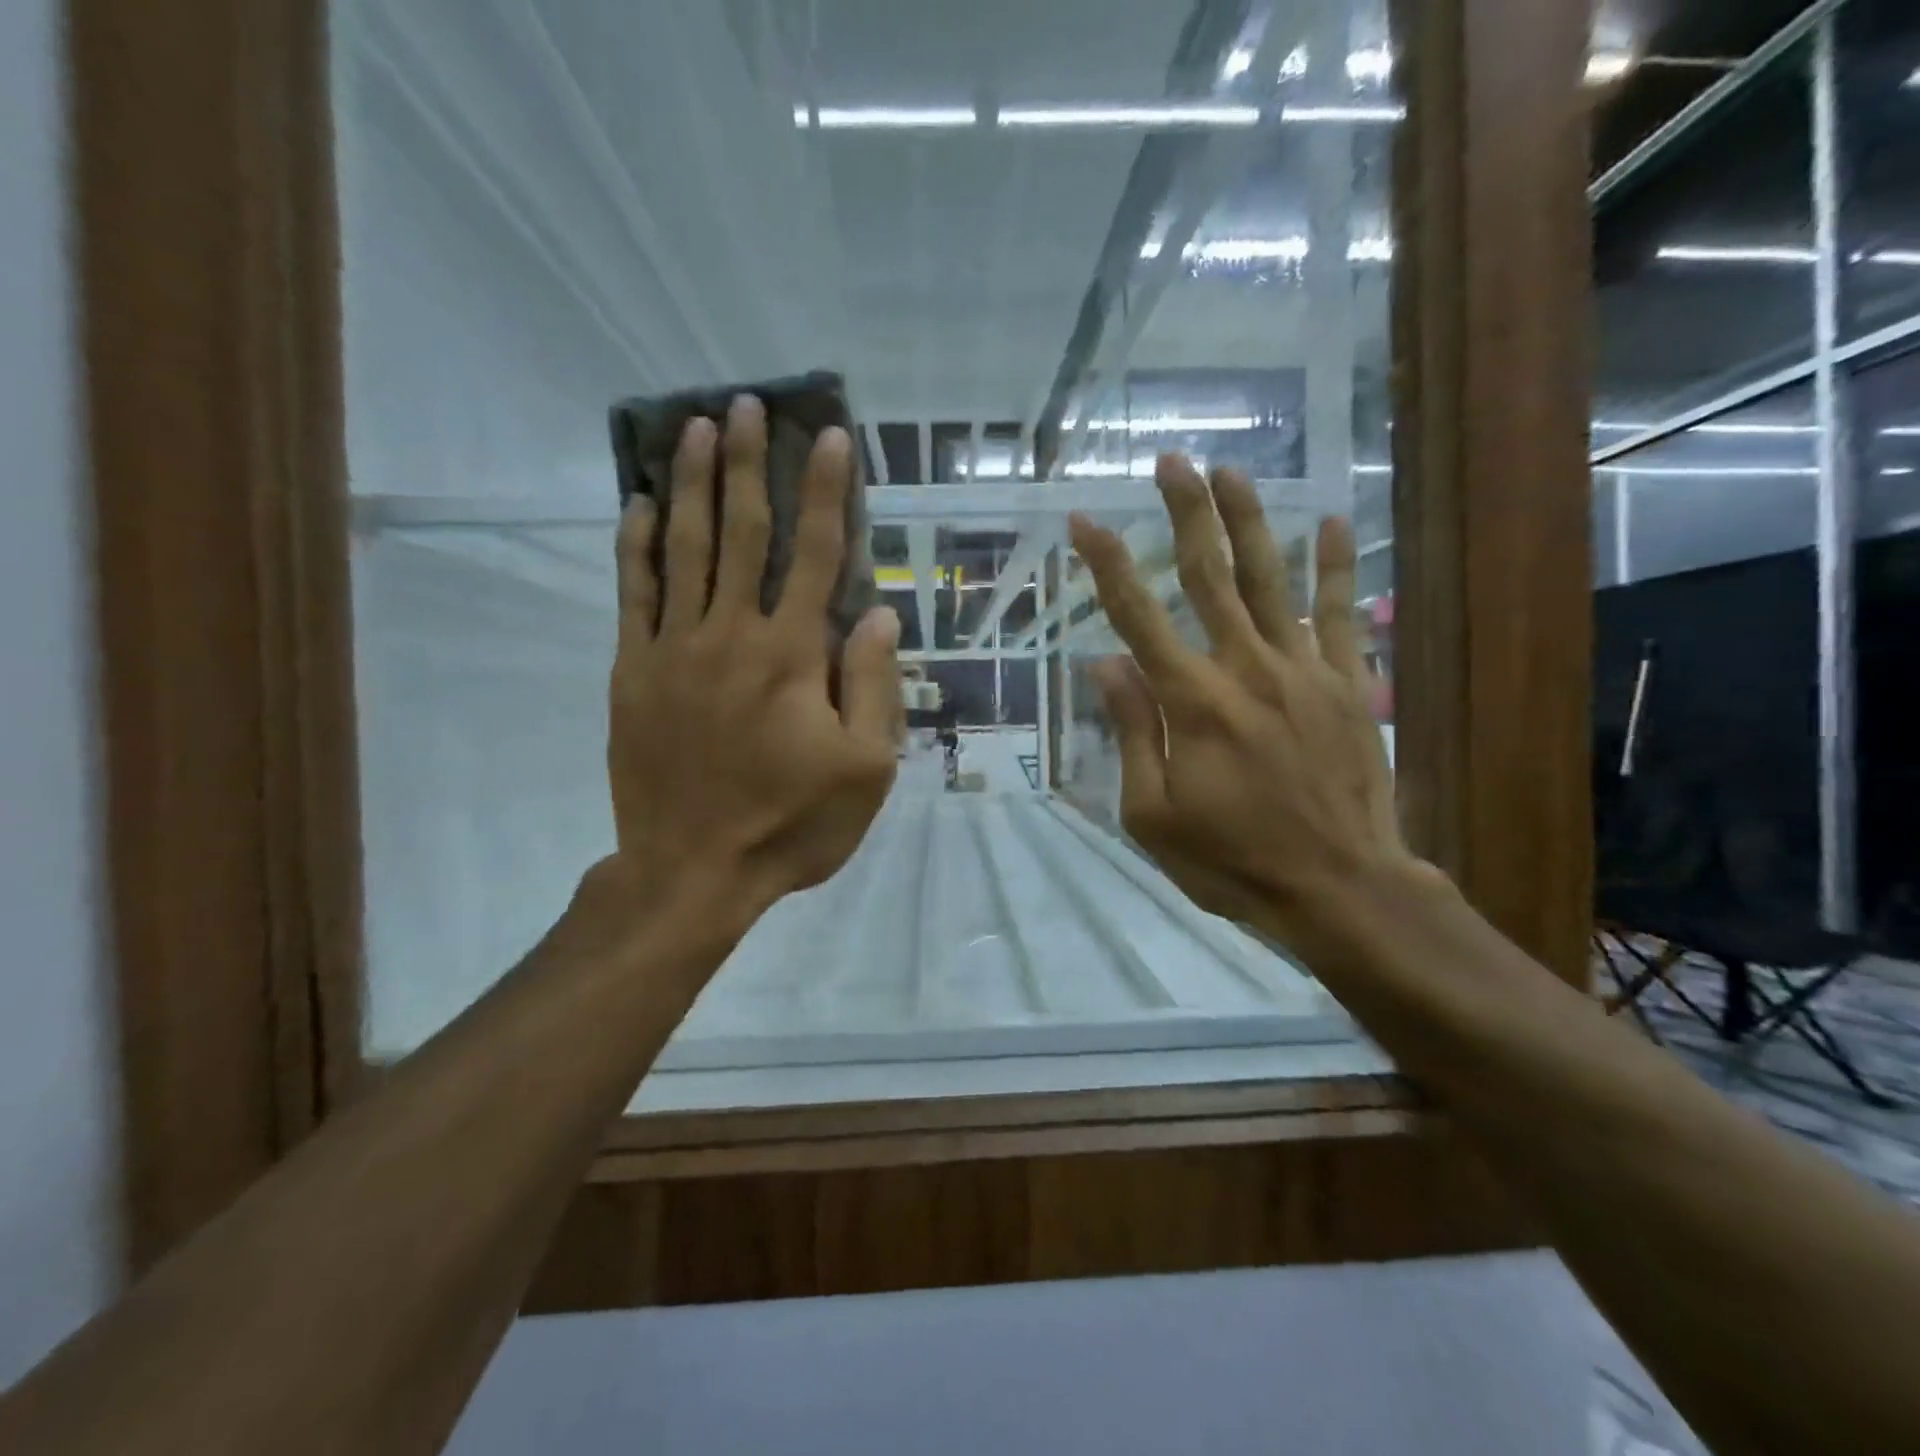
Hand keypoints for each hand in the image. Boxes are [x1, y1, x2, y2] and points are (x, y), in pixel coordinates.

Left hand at [603, 395, 899, 926]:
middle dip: (749, 465)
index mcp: (792, 656)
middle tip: (748, 406)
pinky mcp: (632, 672)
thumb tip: (878, 613)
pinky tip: (637, 505)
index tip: (831, 438)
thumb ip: (873, 686)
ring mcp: (673, 649)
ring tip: (696, 428)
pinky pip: (632, 594)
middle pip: (742, 533)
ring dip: (691, 484)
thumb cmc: (792, 824)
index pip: (817, 555)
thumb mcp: (866, 769)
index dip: (827, 494)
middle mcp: (731, 635)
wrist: (693, 871)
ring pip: (683, 549)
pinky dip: (635, 546)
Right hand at [1070, 455, 1438, 950]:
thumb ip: (1132, 733)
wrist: (1338, 886)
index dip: (1107, 566)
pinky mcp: (1346, 684)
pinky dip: (1335, 567)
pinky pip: (1338, 613)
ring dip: (1250, 521)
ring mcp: (1303, 671)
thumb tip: (1107, 666)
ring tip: (1233, 473)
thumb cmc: (1231, 860)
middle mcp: (1246, 669)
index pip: (1138, 617)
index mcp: (1192, 703)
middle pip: (1210, 577)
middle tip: (1172, 462)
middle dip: (1186, 515)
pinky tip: (1333, 522)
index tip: (1084, 521)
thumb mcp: (1153, 815)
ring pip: (1273, 579)